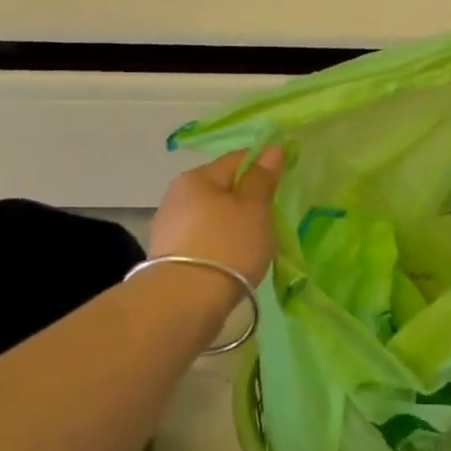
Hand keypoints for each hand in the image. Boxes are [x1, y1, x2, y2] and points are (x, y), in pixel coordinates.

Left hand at [150, 146, 285, 285]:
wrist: (185, 301)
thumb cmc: (227, 246)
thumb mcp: (254, 209)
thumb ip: (262, 179)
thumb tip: (271, 149)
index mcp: (197, 177)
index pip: (237, 160)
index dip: (262, 165)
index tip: (283, 180)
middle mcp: (176, 195)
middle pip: (220, 188)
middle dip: (244, 199)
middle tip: (269, 218)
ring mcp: (168, 227)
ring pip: (210, 215)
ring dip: (230, 224)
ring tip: (251, 244)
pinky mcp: (167, 256)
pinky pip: (201, 239)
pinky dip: (217, 244)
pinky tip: (230, 260)